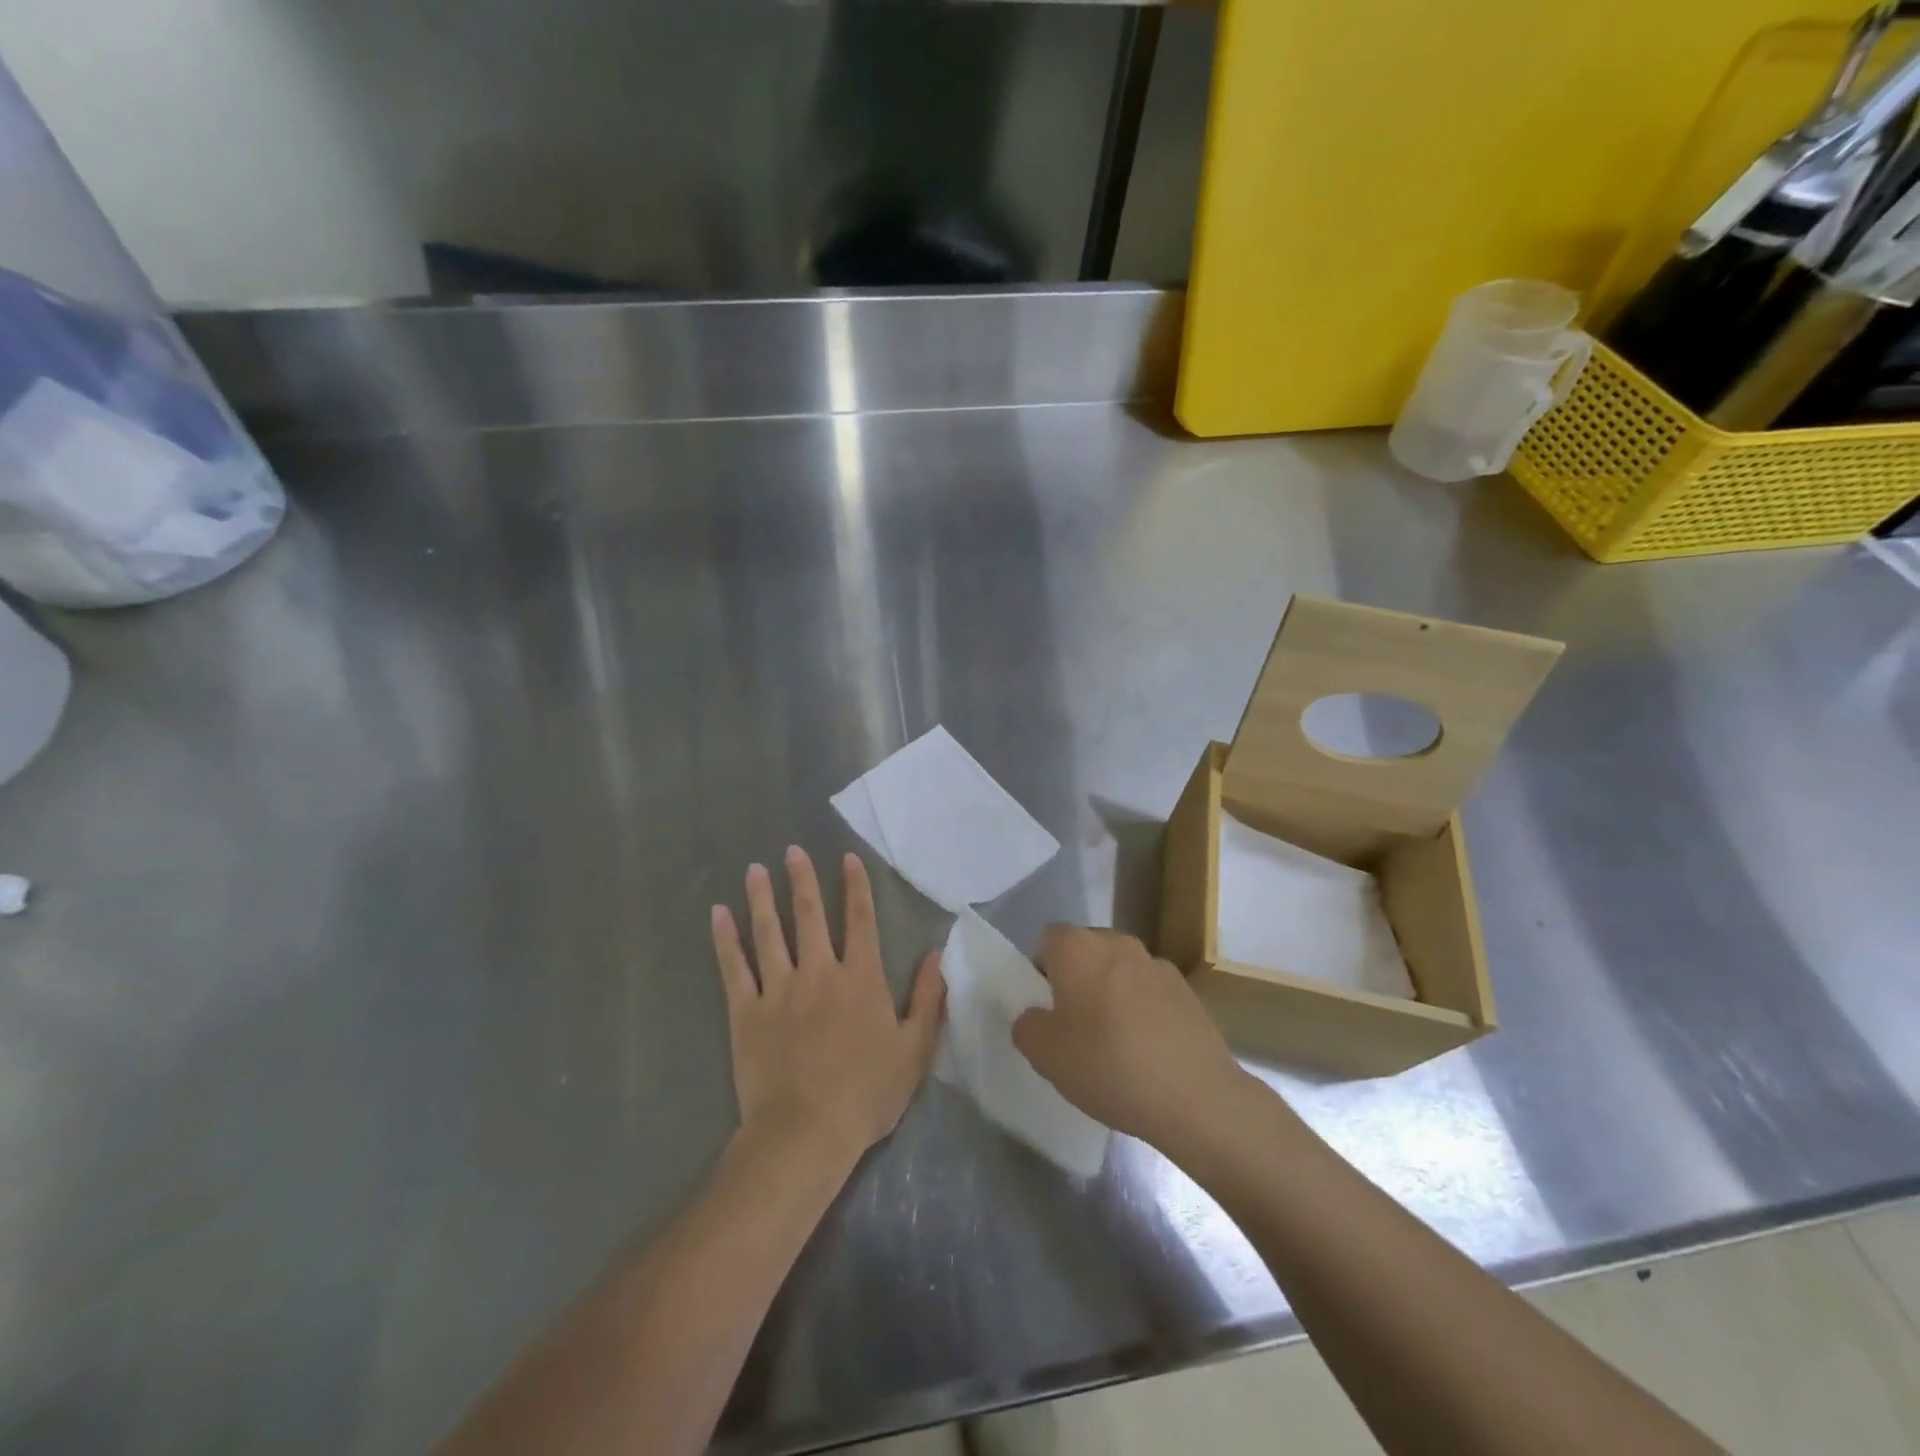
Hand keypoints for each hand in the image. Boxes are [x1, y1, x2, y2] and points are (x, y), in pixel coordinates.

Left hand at [712, 847, 944, 1164]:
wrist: (806, 1132)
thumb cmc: (866, 1094)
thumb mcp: (914, 1050)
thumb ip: (927, 999)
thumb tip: (935, 955)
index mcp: (860, 978)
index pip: (860, 920)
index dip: (856, 887)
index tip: (847, 858)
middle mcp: (819, 972)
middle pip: (810, 915)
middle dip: (803, 880)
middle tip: (792, 850)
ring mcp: (779, 989)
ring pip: (769, 933)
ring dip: (762, 898)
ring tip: (755, 869)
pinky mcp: (746, 1012)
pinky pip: (734, 968)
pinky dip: (725, 940)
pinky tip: (718, 915)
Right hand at [1013, 925, 1246, 1149]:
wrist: (1195, 1095)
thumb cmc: (1108, 1065)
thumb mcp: (1045, 1055)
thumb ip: (1027, 1026)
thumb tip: (1035, 1016)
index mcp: (1078, 948)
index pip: (1048, 939)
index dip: (1042, 969)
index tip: (1047, 1008)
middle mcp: (1117, 943)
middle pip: (1086, 950)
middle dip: (1077, 979)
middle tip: (1075, 1026)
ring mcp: (1156, 963)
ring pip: (1120, 970)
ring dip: (1112, 992)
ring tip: (1115, 1043)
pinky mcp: (1187, 989)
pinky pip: (1150, 991)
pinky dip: (1144, 1009)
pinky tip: (1148, 1050)